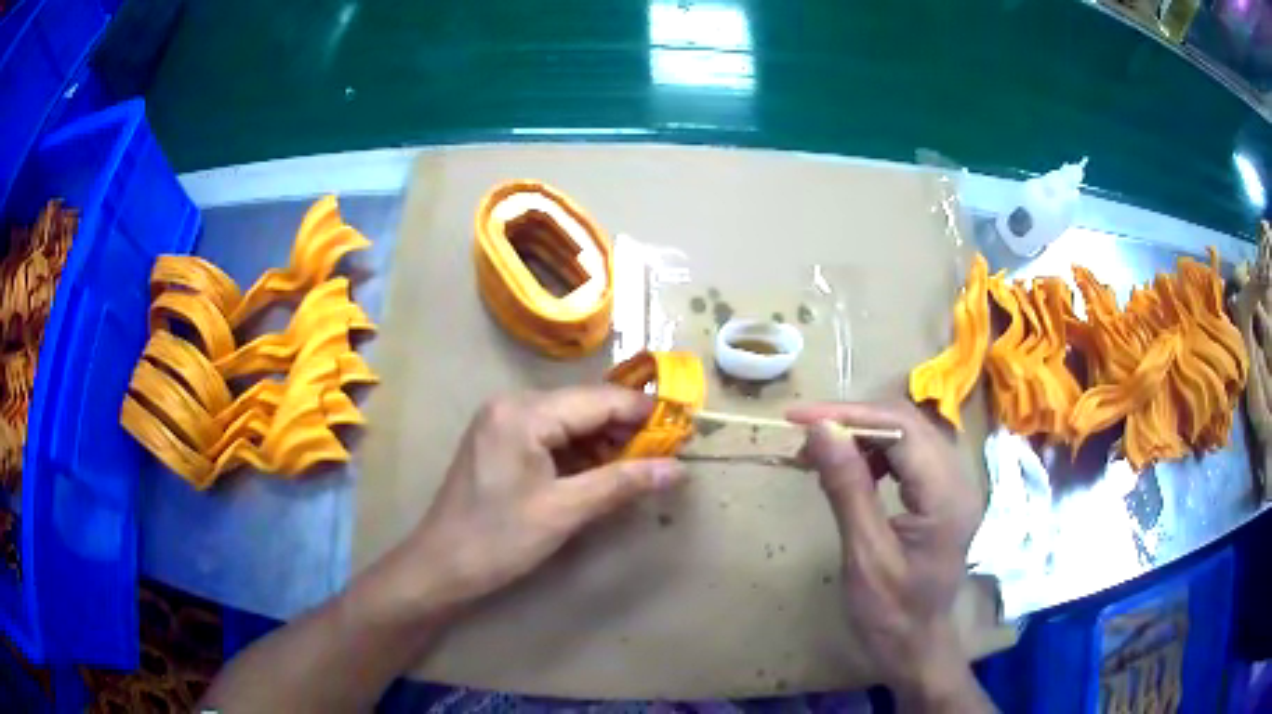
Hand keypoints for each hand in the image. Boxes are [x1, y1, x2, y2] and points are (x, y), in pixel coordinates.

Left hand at [374, 386, 684, 619]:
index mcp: (523, 412)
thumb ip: (622, 484)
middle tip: (669, 452)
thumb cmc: (498, 539)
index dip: (644, 413)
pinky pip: (553, 436)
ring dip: (607, 442)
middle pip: (585, 406)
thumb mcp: (564, 512)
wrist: (441, 566)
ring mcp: (504, 421)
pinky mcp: (503, 441)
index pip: (599, 400)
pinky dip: (582, 453)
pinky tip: (606, 472)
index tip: (685, 428)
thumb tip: (678, 469)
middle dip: (628, 429)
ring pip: (572, 421)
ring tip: (644, 466)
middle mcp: (513, 404)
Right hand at [788, 401, 986, 706]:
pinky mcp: (942, 495)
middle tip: (805, 435)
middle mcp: (958, 479)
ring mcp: (953, 486)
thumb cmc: (890, 613)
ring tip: (821, 454)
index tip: (800, 418)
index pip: (902, 429)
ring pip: (908, 435)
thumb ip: (847, 487)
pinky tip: (851, 470)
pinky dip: (875, 454)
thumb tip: (820, 429)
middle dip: (853, 421)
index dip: (851, 415)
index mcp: (946, 496)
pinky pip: (909, 456)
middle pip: (908, 424)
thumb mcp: (864, 554)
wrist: (916, 648)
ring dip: (863, 436)